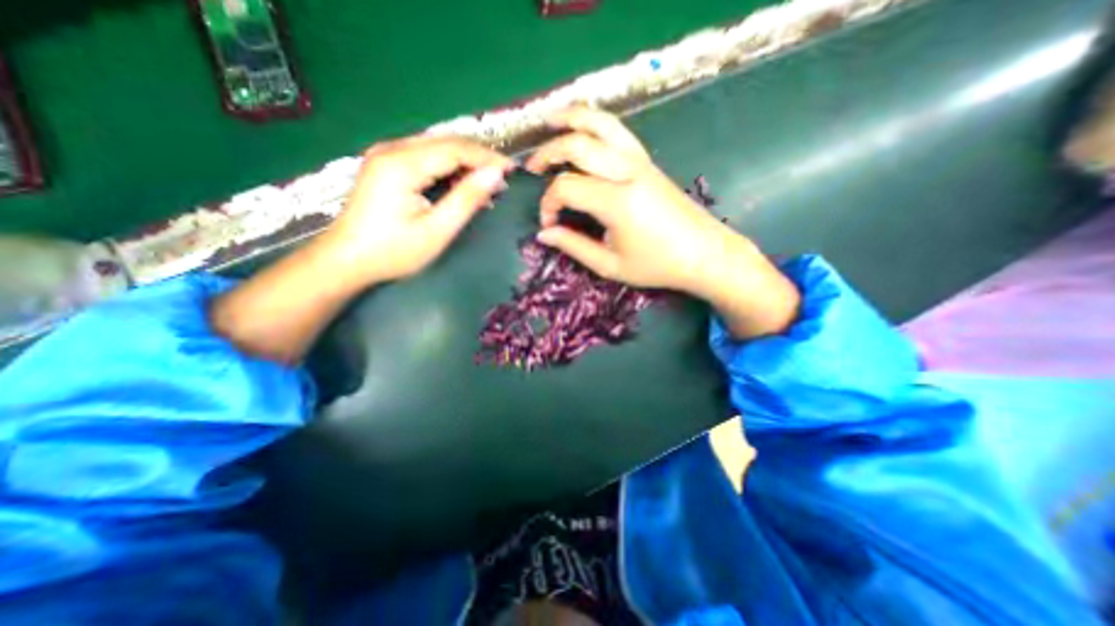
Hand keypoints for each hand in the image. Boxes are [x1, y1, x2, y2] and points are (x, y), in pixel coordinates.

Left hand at [321, 136, 514, 285]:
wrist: (346, 260)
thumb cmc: (394, 251)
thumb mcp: (437, 230)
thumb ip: (467, 199)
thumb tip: (496, 175)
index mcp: (403, 163)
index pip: (456, 148)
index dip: (487, 157)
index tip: (513, 171)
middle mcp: (392, 149)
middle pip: (446, 143)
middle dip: (479, 158)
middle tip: (504, 180)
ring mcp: (386, 155)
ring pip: (437, 148)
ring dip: (465, 163)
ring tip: (487, 185)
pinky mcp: (386, 165)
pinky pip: (426, 158)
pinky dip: (448, 169)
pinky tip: (461, 186)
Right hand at [529, 108, 797, 336]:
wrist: (705, 253)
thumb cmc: (658, 265)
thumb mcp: (610, 265)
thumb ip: (574, 246)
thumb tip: (544, 234)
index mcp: (617, 201)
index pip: (566, 188)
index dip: (548, 204)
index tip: (548, 225)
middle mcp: (627, 172)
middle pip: (577, 145)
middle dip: (547, 153)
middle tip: (532, 169)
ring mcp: (640, 161)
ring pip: (601, 124)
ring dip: (571, 119)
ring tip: (550, 122)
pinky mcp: (648, 161)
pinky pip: (617, 130)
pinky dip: (595, 122)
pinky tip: (583, 128)